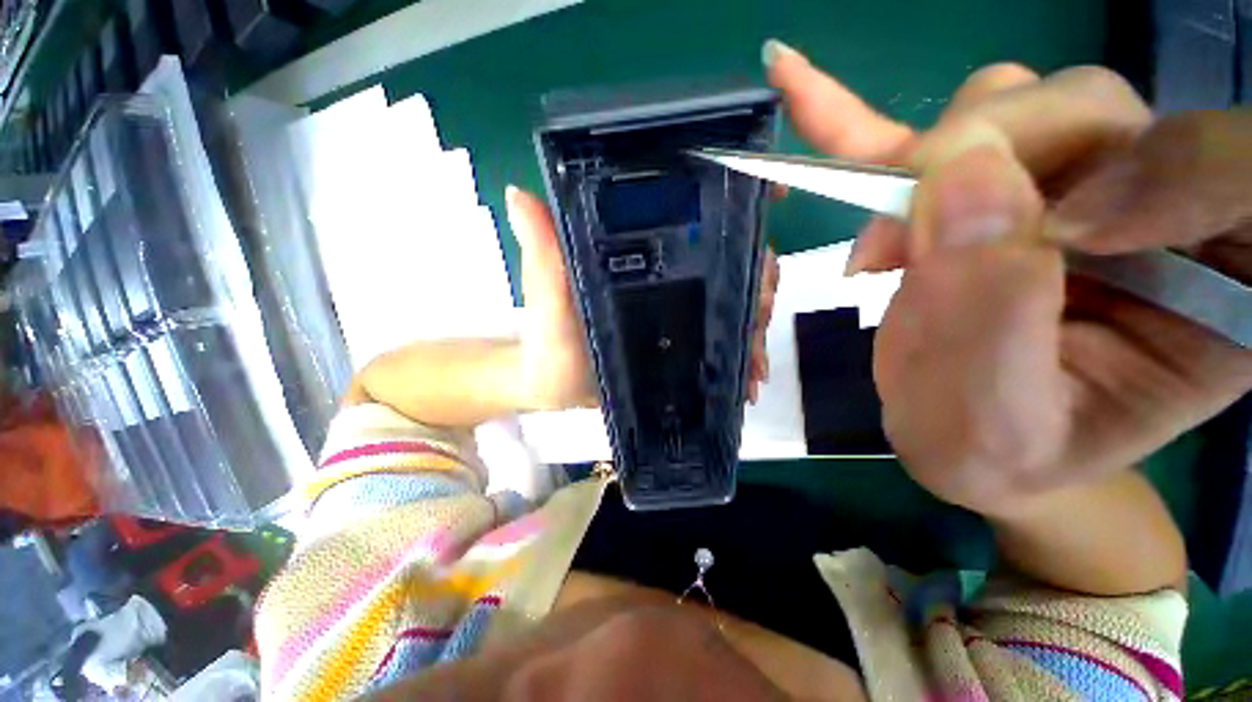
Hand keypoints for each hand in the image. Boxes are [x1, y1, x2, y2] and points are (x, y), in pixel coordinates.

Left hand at [505, 187, 778, 411]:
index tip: (773, 197)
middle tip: (760, 313)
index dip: (734, 198)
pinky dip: (743, 358)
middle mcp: (667, 276)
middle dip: (758, 281)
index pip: (691, 216)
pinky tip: (749, 379)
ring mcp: (680, 311)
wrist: (556, 392)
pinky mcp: (685, 344)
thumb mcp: (547, 304)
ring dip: (756, 326)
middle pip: (731, 260)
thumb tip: (520, 195)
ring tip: (755, 362)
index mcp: (639, 256)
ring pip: (736, 303)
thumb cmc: (550, 347)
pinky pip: (724, 343)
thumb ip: (543, 258)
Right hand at [767, 42, 1251, 514]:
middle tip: (906, 250)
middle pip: (1091, 115)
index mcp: (1219, 286)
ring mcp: (1061, 185)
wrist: (957, 441)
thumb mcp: (996, 418)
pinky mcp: (983, 187)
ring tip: (883, 255)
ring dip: (921, 171)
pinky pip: (927, 126)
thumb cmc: (988, 454)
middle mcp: (1158, 210)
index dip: (1154, 172)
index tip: (1050, 233)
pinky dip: (854, 110)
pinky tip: (794, 80)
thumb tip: (960, 173)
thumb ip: (996, 306)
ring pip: (1009, 105)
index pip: (1229, 172)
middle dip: (982, 170)